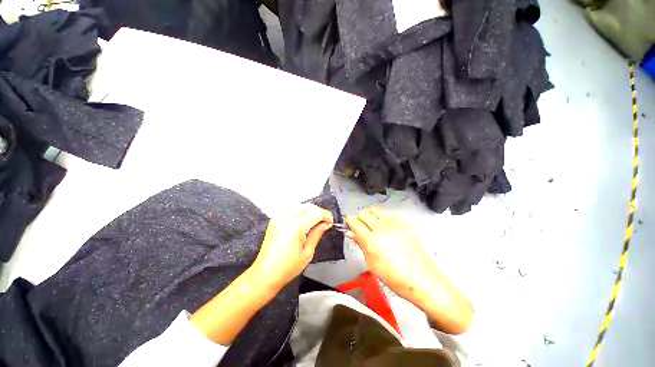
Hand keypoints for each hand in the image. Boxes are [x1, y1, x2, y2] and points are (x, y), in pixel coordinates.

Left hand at [251, 203, 332, 289]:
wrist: (265, 274)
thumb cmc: (287, 267)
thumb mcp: (307, 252)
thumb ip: (317, 234)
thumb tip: (325, 224)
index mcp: (295, 226)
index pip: (316, 212)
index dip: (326, 215)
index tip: (331, 222)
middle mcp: (286, 218)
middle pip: (308, 206)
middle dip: (318, 212)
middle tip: (324, 223)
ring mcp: (279, 217)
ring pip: (300, 206)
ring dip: (310, 212)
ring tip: (315, 224)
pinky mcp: (275, 220)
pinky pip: (292, 210)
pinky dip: (301, 213)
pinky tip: (304, 223)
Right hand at [345, 207, 432, 299]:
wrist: (423, 279)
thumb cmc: (395, 277)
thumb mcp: (372, 263)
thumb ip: (361, 244)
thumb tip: (351, 234)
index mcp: (371, 240)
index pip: (355, 222)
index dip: (349, 221)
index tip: (348, 223)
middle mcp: (382, 228)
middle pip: (364, 213)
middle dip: (358, 217)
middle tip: (359, 226)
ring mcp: (394, 225)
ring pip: (376, 210)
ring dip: (369, 214)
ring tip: (370, 224)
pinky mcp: (404, 224)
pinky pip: (388, 214)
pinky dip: (382, 216)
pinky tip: (384, 225)